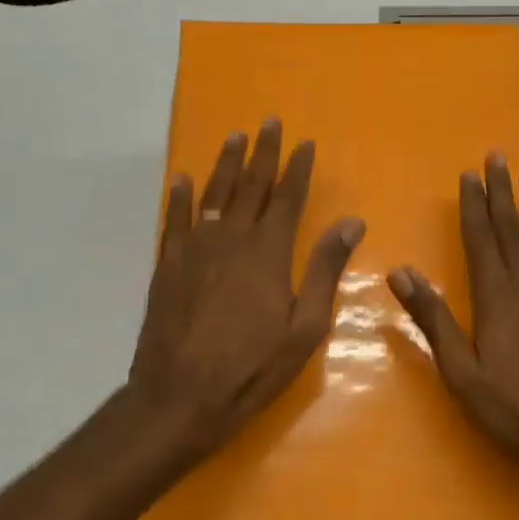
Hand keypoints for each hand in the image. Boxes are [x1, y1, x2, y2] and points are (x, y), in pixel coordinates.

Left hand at [129, 119, 363, 463]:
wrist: (179, 397)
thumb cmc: (251, 368)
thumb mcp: (304, 327)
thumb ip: (325, 270)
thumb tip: (352, 222)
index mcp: (268, 253)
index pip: (288, 198)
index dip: (298, 169)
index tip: (305, 143)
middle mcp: (231, 240)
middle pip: (250, 186)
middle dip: (262, 153)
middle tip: (269, 122)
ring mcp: (194, 250)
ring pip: (213, 196)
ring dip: (225, 164)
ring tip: (234, 137)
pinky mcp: (166, 267)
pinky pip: (174, 221)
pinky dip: (180, 198)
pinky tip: (183, 179)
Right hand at [388, 154, 518, 514]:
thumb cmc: (514, 408)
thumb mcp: (461, 370)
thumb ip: (433, 318)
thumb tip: (401, 271)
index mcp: (496, 298)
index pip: (481, 240)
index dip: (473, 206)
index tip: (469, 175)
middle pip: (512, 231)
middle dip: (502, 193)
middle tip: (498, 157)